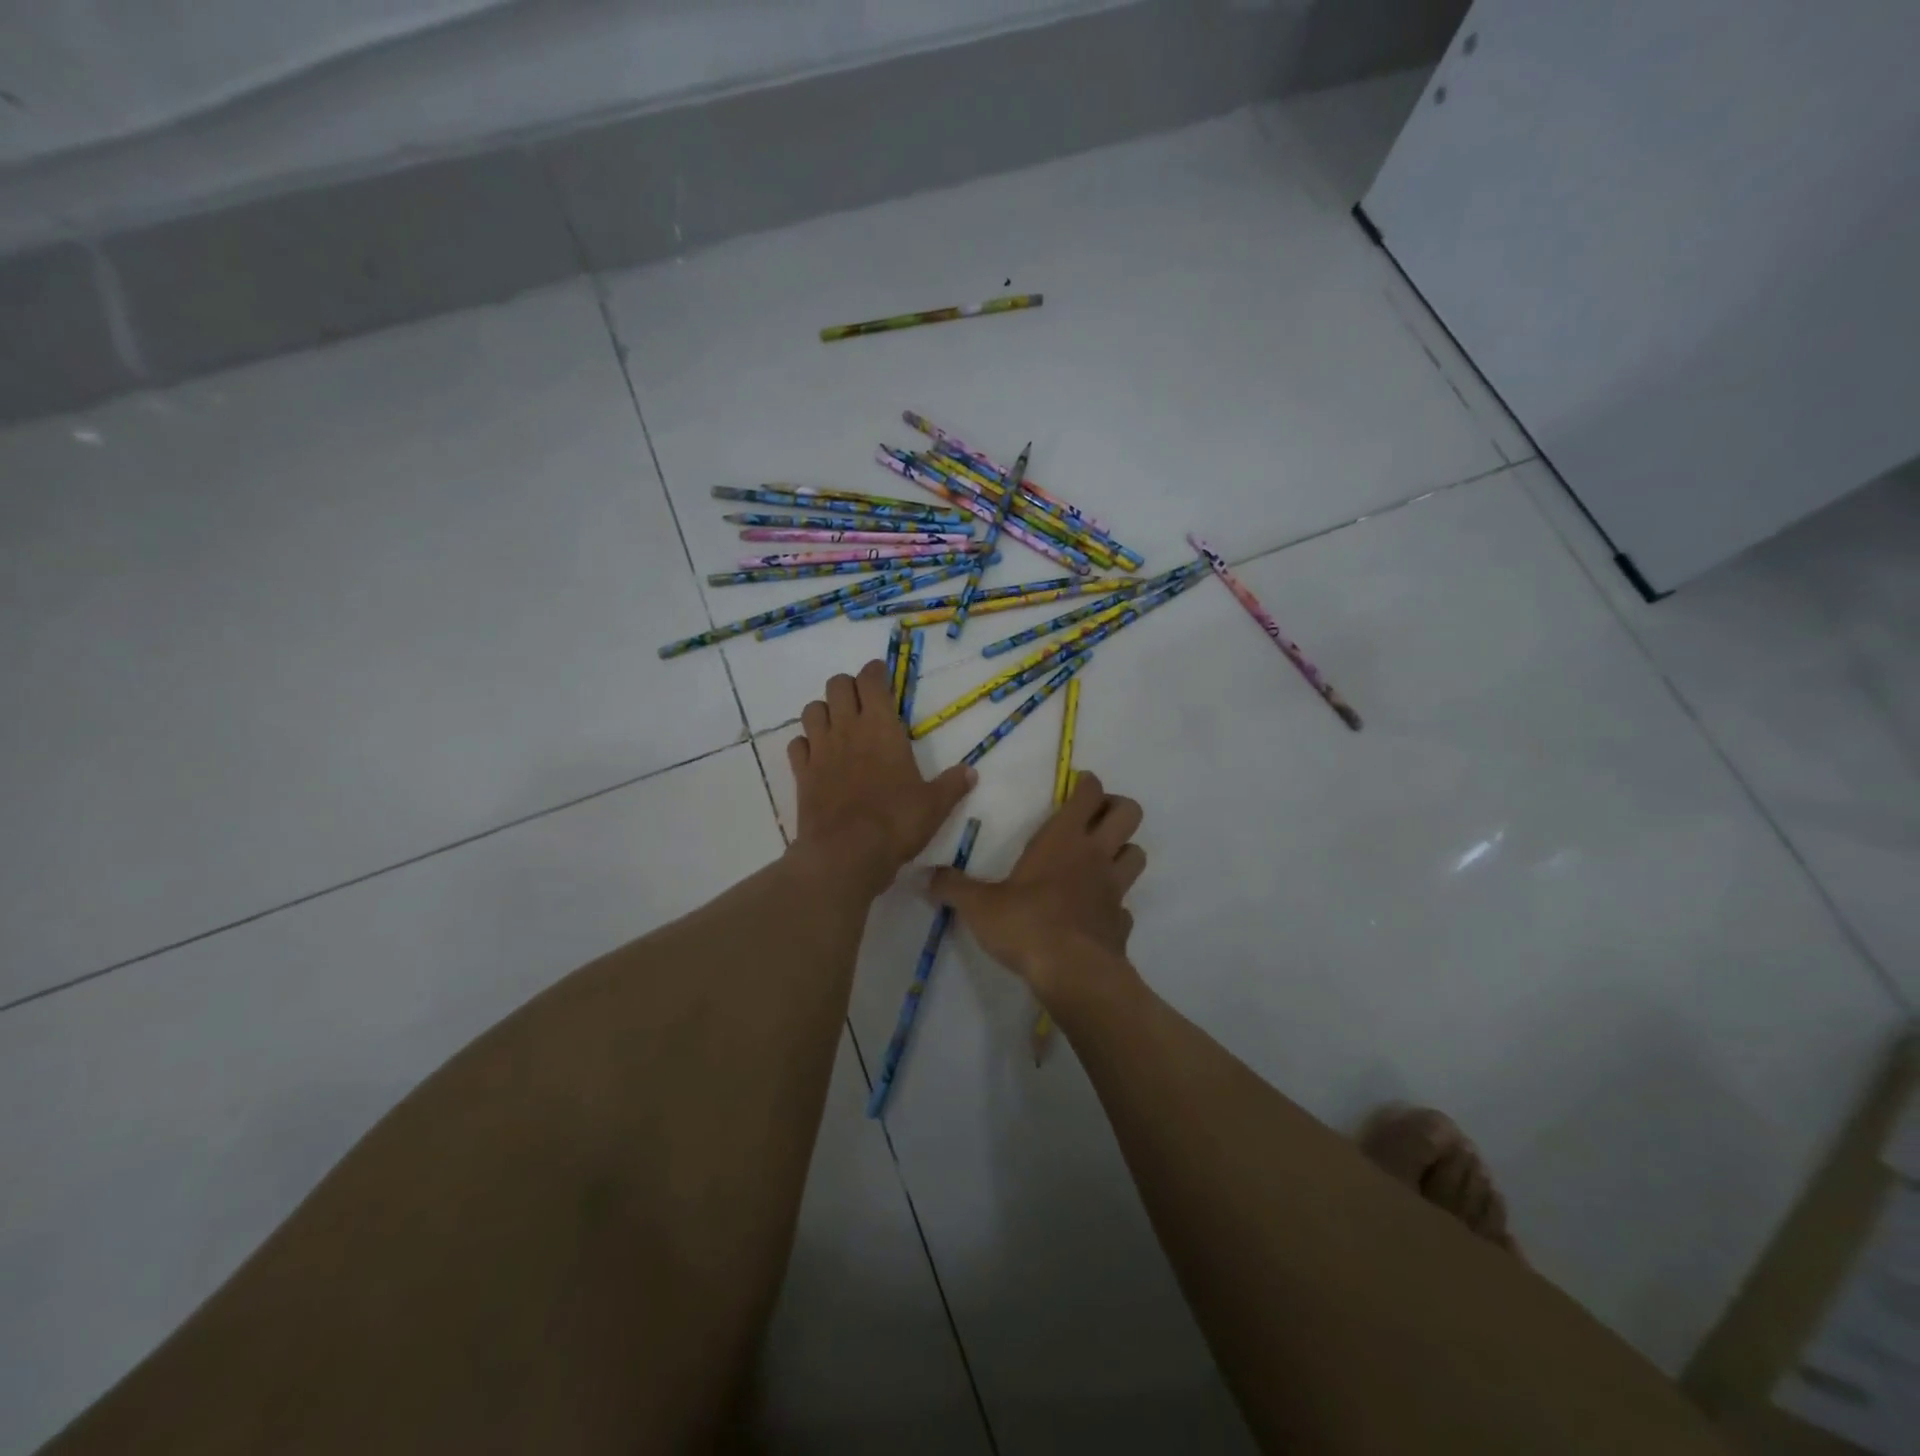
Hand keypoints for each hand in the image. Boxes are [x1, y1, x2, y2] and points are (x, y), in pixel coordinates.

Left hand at [788, 660, 975, 894]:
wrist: (846, 853)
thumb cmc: (896, 822)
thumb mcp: (934, 805)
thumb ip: (951, 785)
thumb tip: (971, 772)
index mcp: (881, 727)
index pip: (870, 680)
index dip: (875, 671)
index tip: (881, 674)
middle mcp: (847, 729)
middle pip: (836, 685)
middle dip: (848, 686)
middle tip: (862, 701)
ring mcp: (820, 751)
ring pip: (812, 710)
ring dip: (824, 710)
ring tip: (838, 724)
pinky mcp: (801, 774)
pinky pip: (796, 745)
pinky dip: (805, 744)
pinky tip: (817, 755)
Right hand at [928, 771, 1145, 1001]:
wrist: (1072, 973)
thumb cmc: (1026, 924)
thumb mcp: (978, 905)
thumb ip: (952, 887)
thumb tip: (924, 876)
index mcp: (1064, 839)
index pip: (1090, 794)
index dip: (1088, 784)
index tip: (1079, 784)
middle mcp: (1095, 855)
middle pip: (1129, 813)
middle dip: (1117, 807)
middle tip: (1095, 817)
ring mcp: (1114, 889)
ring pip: (1137, 854)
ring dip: (1124, 852)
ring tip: (1101, 860)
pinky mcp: (1121, 923)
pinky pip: (1125, 905)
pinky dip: (1115, 904)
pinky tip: (1096, 913)